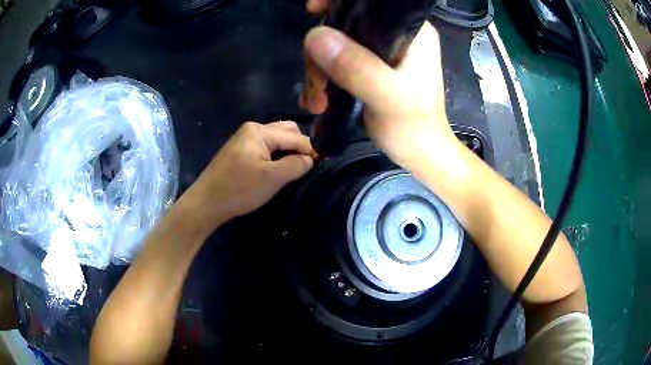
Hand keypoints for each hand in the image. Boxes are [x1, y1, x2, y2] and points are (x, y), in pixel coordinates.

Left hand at [180, 121, 314, 234]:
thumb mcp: (271, 178)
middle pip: (286, 131)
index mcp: (259, 131)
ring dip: (288, 150)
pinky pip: (266, 147)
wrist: (206, 203)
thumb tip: (310, 158)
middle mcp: (253, 129)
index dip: (311, 149)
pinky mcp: (241, 152)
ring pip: (276, 139)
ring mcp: (245, 140)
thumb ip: (295, 164)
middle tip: (309, 165)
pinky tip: (279, 168)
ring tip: (296, 168)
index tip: (325, 162)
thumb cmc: (238, 190)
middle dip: (300, 146)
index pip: (294, 136)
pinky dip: (277, 155)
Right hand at [300, 0, 457, 170]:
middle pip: (344, 26)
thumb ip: (357, 66)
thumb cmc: (413, 127)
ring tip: (317, 101)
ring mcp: (380, 52)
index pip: (370, 2)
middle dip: (321, 52)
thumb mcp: (388, 97)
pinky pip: (337, 61)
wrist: (420, 154)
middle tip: (317, 86)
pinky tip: (317, 99)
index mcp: (410, 31)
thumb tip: (314, 36)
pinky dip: (323, 78)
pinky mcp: (369, 67)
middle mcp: (395, 35)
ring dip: (318, 71)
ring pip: (335, 45)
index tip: (312, 12)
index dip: (337, 1)